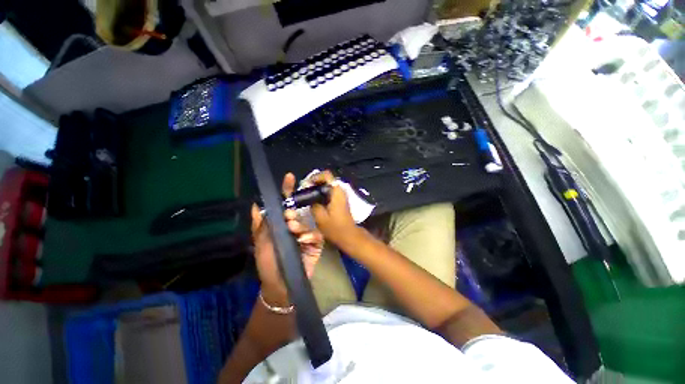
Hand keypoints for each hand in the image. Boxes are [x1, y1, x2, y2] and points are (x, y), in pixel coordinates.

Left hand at [251, 173, 322, 304]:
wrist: (281, 284)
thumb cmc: (268, 262)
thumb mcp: (261, 243)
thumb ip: (259, 225)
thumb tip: (254, 205)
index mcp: (281, 224)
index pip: (285, 204)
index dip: (287, 191)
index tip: (289, 177)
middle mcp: (294, 226)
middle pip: (297, 211)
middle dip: (293, 212)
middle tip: (289, 217)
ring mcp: (306, 234)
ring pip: (306, 222)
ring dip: (300, 225)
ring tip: (294, 231)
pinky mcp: (315, 243)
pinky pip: (315, 235)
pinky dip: (309, 236)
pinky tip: (304, 242)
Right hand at [309, 170, 362, 250]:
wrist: (349, 236)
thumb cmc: (335, 227)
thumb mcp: (320, 217)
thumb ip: (314, 204)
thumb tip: (310, 197)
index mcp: (336, 191)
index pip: (326, 175)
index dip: (315, 177)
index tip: (307, 184)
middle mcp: (340, 190)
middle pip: (326, 179)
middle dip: (315, 182)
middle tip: (305, 190)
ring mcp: (341, 195)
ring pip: (328, 186)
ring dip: (318, 188)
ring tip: (308, 195)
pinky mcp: (340, 201)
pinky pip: (329, 192)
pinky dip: (321, 193)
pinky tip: (315, 201)